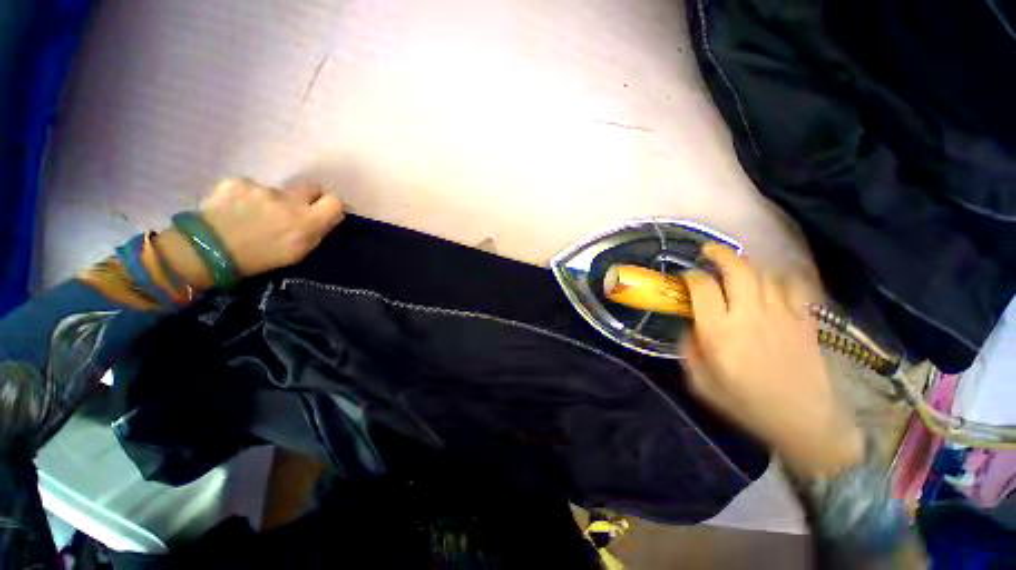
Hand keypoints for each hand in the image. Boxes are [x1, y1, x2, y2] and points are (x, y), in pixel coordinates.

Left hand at [156, 178, 344, 289]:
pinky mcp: (237, 181)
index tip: (325, 212)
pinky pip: (251, 187)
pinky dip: (247, 197)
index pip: (335, 201)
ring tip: (254, 216)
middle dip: (308, 197)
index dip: (331, 206)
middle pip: (311, 188)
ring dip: (272, 200)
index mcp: (307, 221)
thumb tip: (327, 218)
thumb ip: (316, 231)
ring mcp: (262, 188)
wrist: (205, 250)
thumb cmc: (259, 258)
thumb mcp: (298, 252)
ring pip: (278, 190)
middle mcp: (289, 200)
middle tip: (294, 210)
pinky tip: (235, 210)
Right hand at [681, 243, 862, 478]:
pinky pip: (795, 286)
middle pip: (737, 269)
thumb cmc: (746, 404)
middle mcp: (749, 315)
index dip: (691, 276)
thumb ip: (689, 349)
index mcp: (719, 331)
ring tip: (738, 269)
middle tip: (709, 251)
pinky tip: (773, 282)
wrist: (803, 422)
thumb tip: (691, 326)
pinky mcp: (805, 320)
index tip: (686, 277)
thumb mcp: (701, 383)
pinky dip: (782, 277)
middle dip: (720, 254)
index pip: (702, 287)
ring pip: (764, 273)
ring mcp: (782, 315)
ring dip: (748, 266)